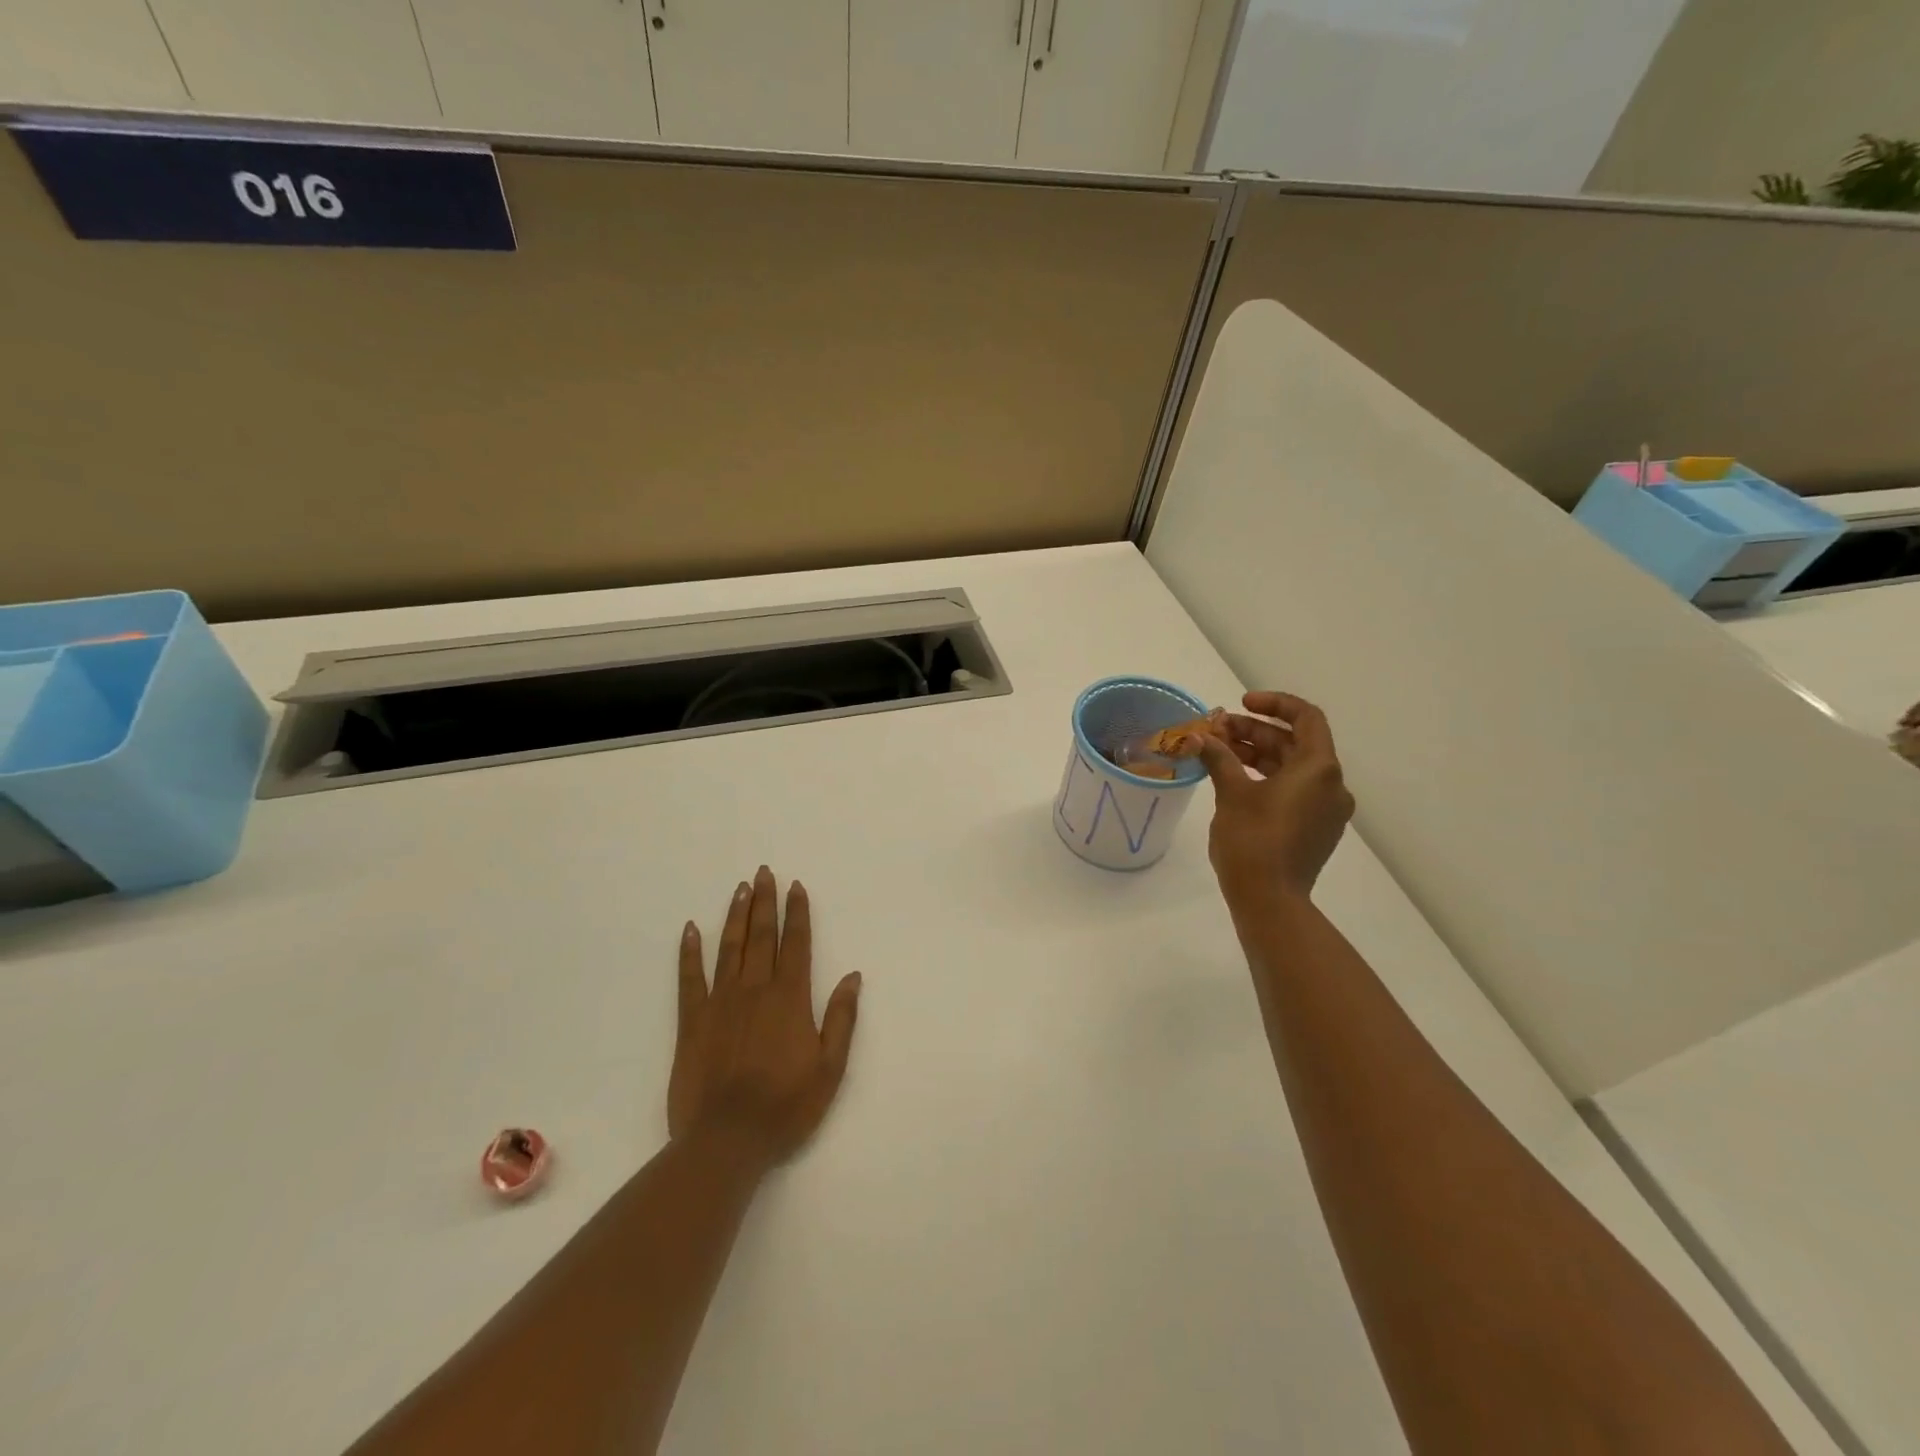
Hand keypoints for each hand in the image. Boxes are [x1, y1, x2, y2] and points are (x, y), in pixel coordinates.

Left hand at [669, 867, 861, 1168]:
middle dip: (765, 902)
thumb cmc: (786, 1106)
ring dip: (736, 916)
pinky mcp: (691, 1021)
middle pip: (762, 936)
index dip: (797, 913)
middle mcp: (755, 990)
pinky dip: (689, 952)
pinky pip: (690, 978)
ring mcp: (720, 1002)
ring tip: (740, 888)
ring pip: (730, 948)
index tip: (796, 887)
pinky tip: (691, 929)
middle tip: (764, 872)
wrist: (726, 1140)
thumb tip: (853, 976)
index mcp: (790, 998)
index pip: (796, 944)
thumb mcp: (830, 1068)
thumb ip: (842, 1018)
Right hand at [1196, 692, 1354, 909]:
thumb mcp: (1231, 793)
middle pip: (1295, 742)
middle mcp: (1331, 785)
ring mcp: (1326, 809)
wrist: (1270, 900)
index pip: (1306, 718)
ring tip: (1219, 751)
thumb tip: (1199, 737)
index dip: (1273, 704)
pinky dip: (1267, 777)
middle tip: (1216, 731)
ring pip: (1293, 767)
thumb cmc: (1252, 840)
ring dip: (1258, 754)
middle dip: (1255, 731)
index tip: (1240, 704)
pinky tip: (1234, 778)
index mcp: (1319, 768)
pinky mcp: (1315, 828)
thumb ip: (1219, 758)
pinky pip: (1294, 790)